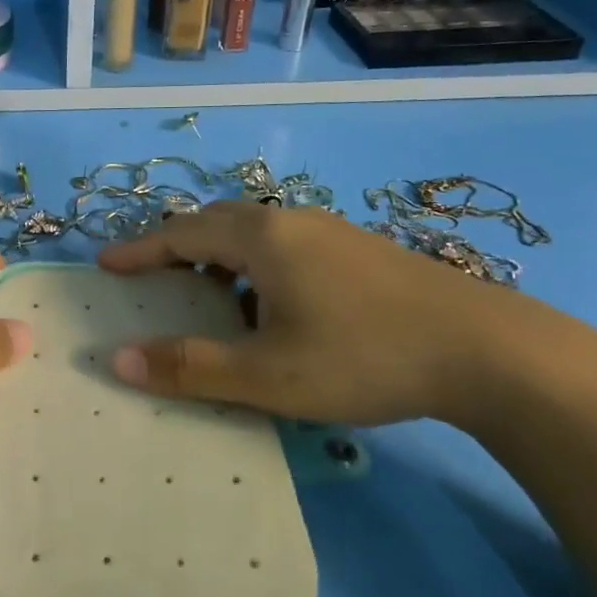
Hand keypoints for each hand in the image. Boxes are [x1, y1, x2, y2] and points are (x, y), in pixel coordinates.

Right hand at [97, 201, 516, 426]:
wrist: (490, 351)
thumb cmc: (364, 357)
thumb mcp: (267, 374)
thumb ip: (189, 366)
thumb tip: (116, 359)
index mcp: (262, 239)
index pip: (180, 234)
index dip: (139, 250)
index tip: (105, 265)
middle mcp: (292, 222)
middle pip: (216, 222)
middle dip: (176, 246)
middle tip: (152, 277)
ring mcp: (332, 232)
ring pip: (255, 232)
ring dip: (219, 255)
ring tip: (208, 295)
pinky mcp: (361, 250)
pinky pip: (286, 244)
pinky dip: (255, 264)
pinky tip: (273, 305)